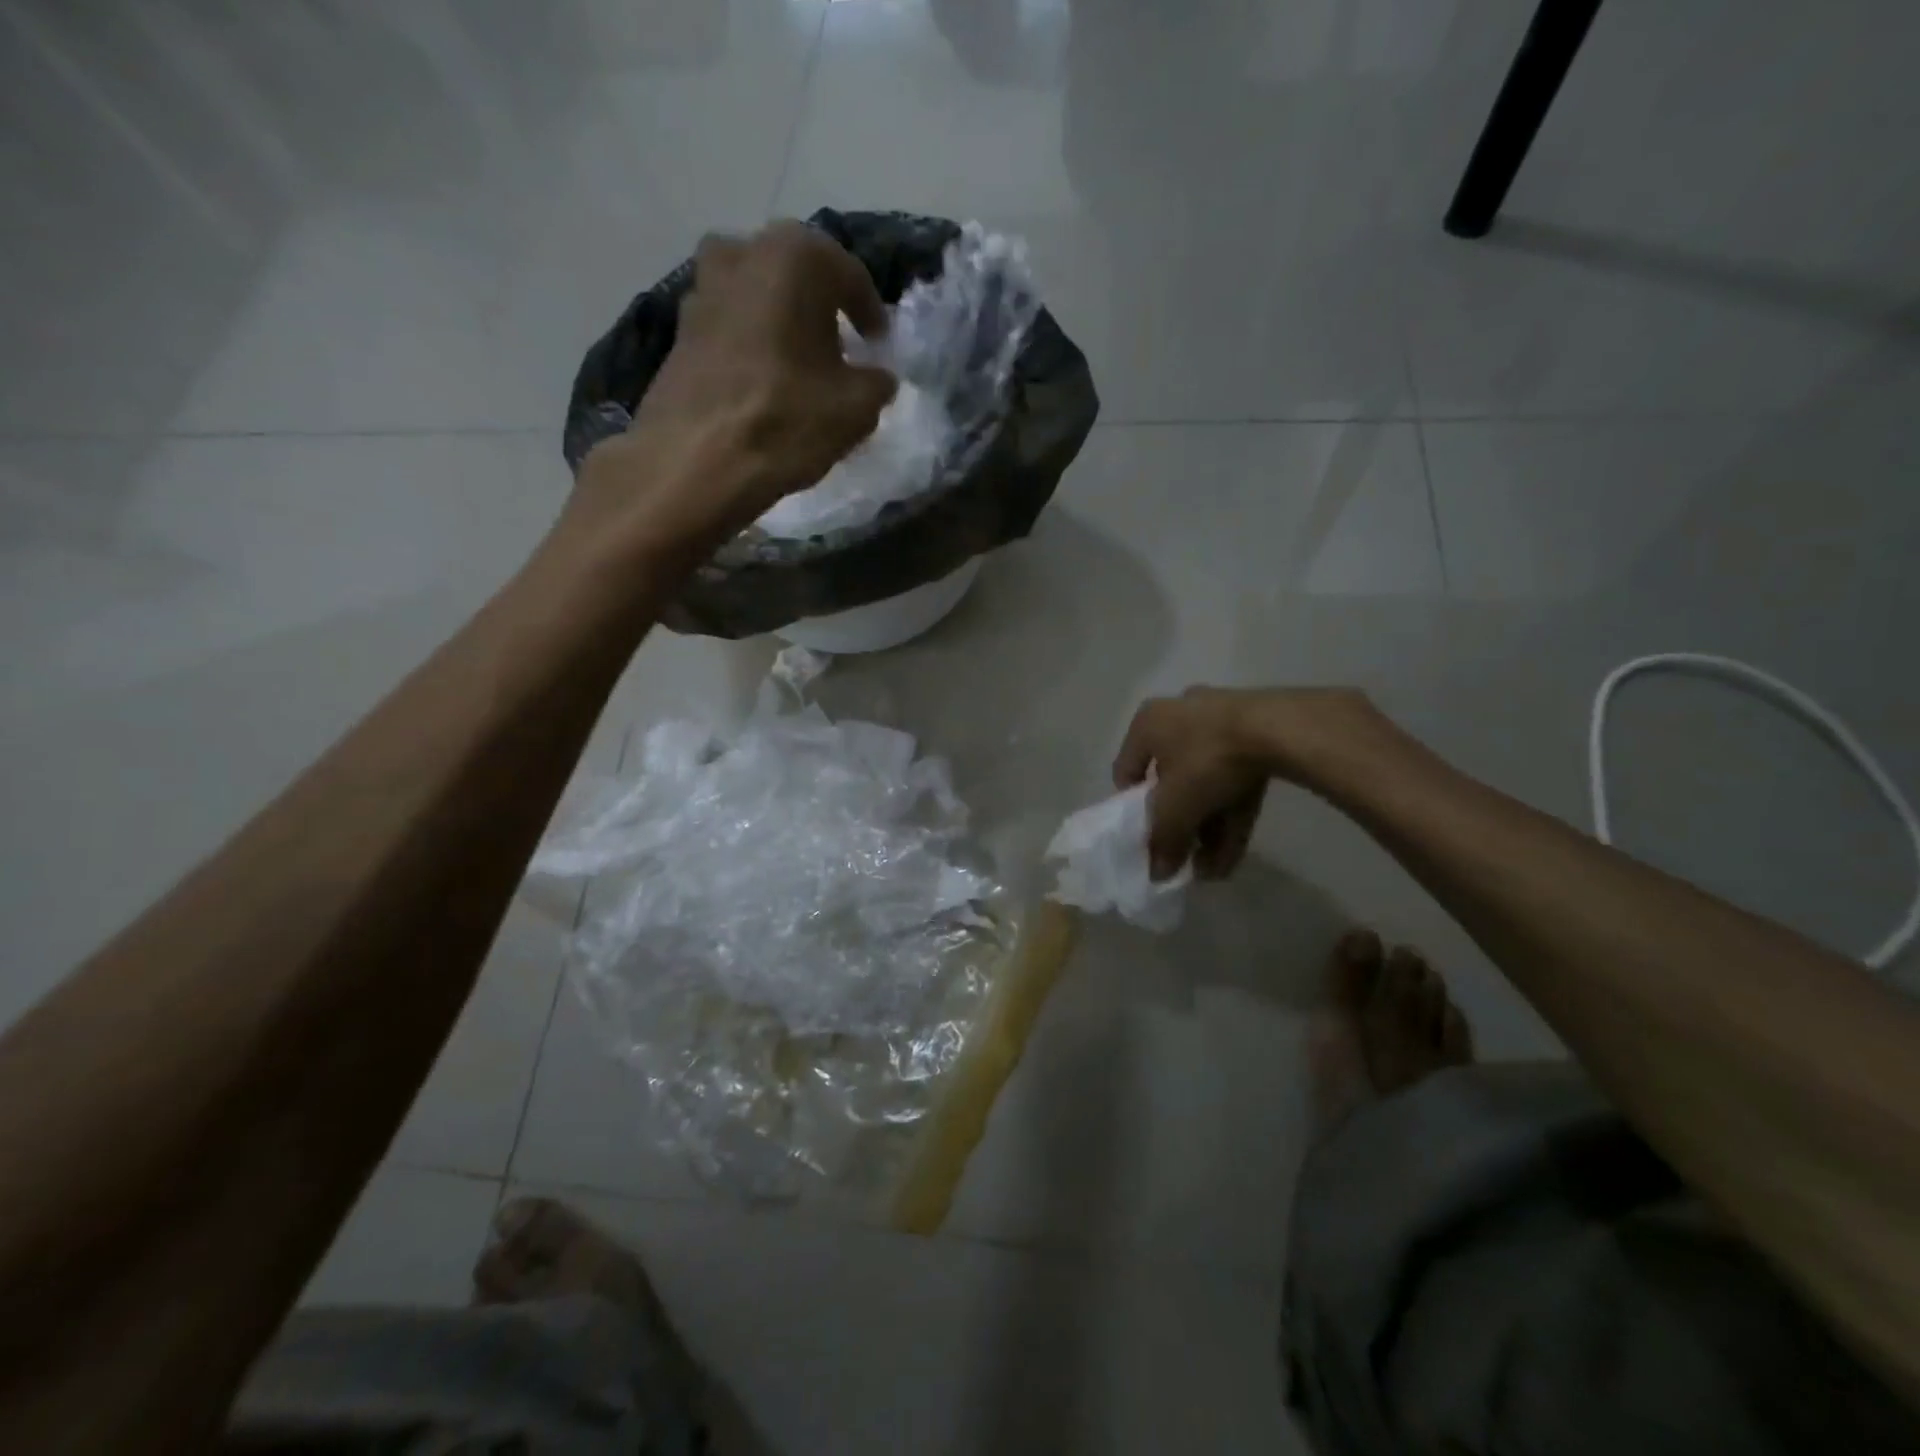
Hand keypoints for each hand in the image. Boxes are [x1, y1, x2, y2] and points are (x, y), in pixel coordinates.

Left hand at [566, 220, 897, 557]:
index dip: (871, 313)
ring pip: (758, 297)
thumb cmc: (787, 419)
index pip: (850, 275)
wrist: (697, 460)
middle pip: (797, 276)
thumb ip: (877, 383)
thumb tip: (877, 378)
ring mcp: (702, 287)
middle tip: (841, 348)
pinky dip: (753, 344)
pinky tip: (765, 382)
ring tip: (801, 366)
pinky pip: (731, 326)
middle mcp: (743, 252)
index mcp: (795, 256)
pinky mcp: (678, 329)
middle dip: (822, 308)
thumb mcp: (857, 407)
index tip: (879, 344)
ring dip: (782, 323)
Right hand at [1113, 686, 1385, 879]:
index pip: (1127, 771)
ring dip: (1208, 830)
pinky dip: (1232, 815)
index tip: (1148, 838)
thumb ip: (1162, 842)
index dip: (1133, 810)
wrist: (1280, 729)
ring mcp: (1223, 722)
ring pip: (1208, 784)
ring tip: (1214, 870)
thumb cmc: (1206, 761)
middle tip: (1186, 859)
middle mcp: (1180, 716)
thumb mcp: (1174, 808)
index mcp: (1148, 723)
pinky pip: (1236, 780)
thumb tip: (1157, 874)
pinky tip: (1233, 856)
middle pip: (1173, 782)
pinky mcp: (1258, 734)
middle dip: (1181, 827)